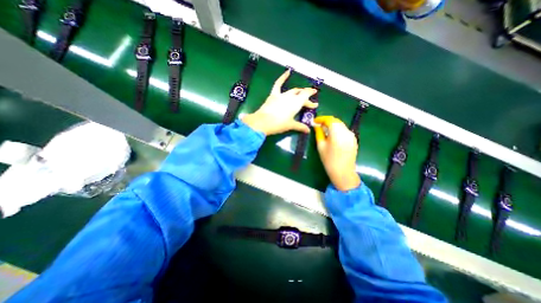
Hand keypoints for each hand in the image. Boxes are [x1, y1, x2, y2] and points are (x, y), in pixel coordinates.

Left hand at [243, 70, 317, 134]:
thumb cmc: (278, 124)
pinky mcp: (273, 95)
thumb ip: (300, 127)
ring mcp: (282, 95)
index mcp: (296, 103)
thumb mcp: (290, 125)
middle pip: (300, 95)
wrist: (263, 122)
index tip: (315, 104)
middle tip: (309, 102)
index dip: (311, 101)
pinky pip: (278, 84)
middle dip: (306, 97)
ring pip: (292, 91)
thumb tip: (308, 131)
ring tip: (301, 93)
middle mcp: (290, 97)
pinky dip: (283, 77)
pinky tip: (288, 71)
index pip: (306, 98)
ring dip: (298, 91)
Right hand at [310, 116, 359, 190]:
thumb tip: (316, 126)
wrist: (343, 172)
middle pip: (336, 121)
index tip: (315, 121)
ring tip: (324, 130)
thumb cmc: (329, 160)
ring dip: (332, 125)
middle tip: (318, 125)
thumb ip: (319, 133)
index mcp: (337, 133)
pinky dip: (338, 130)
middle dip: (327, 121)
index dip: (321, 119)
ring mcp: (352, 135)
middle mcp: (346, 131)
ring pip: (341, 125)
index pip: (329, 120)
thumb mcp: (321, 146)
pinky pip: (344, 130)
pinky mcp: (354, 139)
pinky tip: (333, 135)